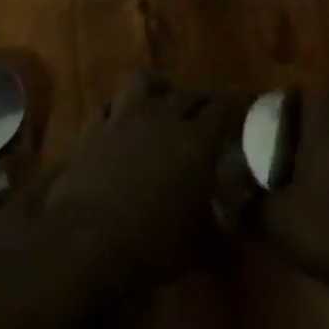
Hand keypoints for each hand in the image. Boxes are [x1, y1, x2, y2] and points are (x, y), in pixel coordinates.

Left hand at [44, 75, 241, 293]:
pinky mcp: (91, 132)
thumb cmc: (152, 243)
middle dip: (201, 101)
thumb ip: (220, 233)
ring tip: (160, 103)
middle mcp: (162, 119)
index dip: (236, 107)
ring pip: (142, 82)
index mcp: (197, 141)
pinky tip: (118, 123)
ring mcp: (123, 121)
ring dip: (156, 89)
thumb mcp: (198, 246)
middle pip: (188, 93)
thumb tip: (234, 235)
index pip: (225, 109)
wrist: (85, 242)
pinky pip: (106, 107)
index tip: (243, 110)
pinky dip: (116, 110)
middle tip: (206, 115)